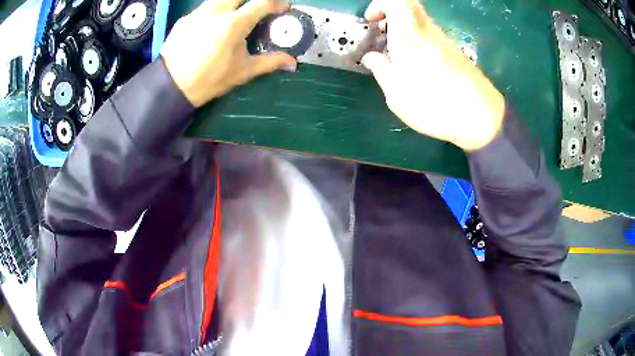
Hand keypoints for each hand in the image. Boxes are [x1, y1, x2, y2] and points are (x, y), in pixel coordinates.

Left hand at [161, 0, 296, 106]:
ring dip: (233, 3)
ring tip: (234, 16)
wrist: (171, 86)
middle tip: (257, 9)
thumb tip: (292, 62)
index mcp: (233, 24)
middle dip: (253, 0)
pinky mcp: (185, 18)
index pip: (262, 2)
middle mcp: (216, 11)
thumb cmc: (210, 80)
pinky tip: (212, 26)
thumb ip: (269, 62)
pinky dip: (215, 11)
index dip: (277, 3)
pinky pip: (205, 7)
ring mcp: (198, 13)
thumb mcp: (242, 71)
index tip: (283, 8)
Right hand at [362, 0, 505, 150]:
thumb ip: (381, 71)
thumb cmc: (434, 105)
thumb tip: (372, 57)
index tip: (372, 20)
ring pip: (420, 21)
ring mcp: (445, 41)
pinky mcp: (456, 53)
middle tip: (382, 32)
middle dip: (391, 13)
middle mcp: (428, 31)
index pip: (397, 1)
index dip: (381, 3)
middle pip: (410, 5)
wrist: (481, 118)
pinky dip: (419, 41)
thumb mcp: (397, 95)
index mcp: (410, 36)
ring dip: (404, 29)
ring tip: (397, 55)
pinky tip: (417, 66)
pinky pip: (432, 36)